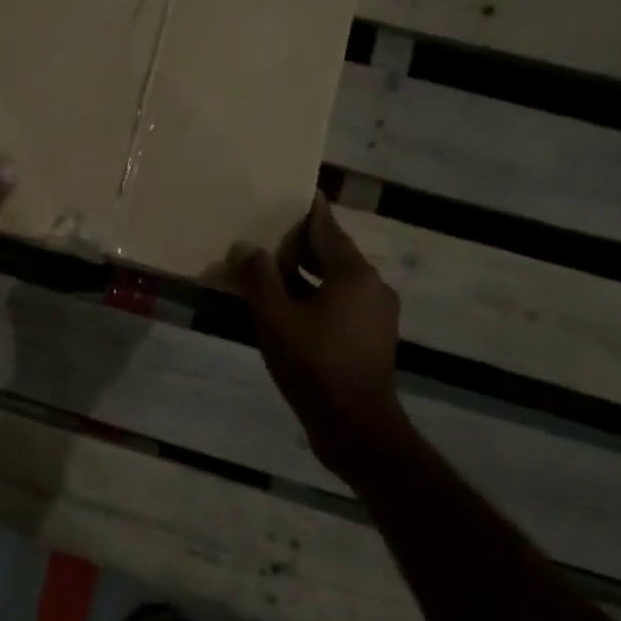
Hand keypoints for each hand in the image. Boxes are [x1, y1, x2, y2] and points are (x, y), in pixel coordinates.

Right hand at [232, 193, 406, 481]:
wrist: (356, 429)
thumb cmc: (316, 366)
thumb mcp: (275, 318)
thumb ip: (258, 278)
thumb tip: (245, 247)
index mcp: (354, 274)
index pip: (327, 227)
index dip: (307, 208)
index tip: (290, 190)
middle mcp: (372, 287)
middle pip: (332, 252)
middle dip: (300, 243)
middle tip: (266, 231)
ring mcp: (376, 315)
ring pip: (336, 280)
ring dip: (305, 273)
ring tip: (269, 268)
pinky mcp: (371, 338)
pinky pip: (340, 303)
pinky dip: (315, 296)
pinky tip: (286, 306)